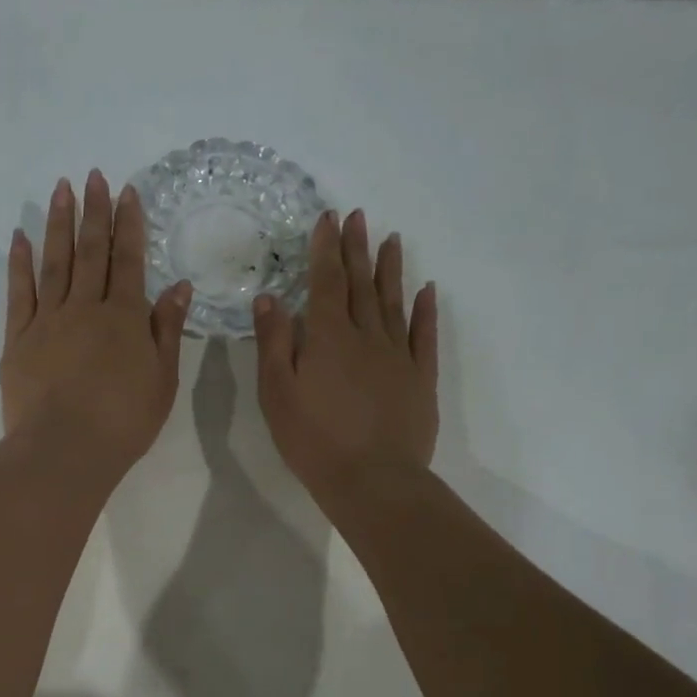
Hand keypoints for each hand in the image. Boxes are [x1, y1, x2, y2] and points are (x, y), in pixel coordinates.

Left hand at [1, 170, 191, 476]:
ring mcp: (48, 320)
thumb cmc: (123, 421)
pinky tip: (20, 237)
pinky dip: (20, 263)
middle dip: (93, 212)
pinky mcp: (19, 339)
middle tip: (93, 176)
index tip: (126, 192)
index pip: (129, 261)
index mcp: (124, 318)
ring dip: (59, 224)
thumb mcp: (162, 379)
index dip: (128, 225)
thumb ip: (167, 330)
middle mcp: (86, 308)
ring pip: (55, 262)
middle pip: (90, 252)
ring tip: (60, 190)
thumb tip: (179, 287)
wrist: (65, 448)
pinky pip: (20, 292)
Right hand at [255, 209, 437, 504]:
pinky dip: (425, 311)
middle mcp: (367, 337)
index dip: (326, 249)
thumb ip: (274, 343)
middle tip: (358, 216)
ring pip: (393, 303)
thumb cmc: (313, 439)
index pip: (326, 283)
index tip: (329, 218)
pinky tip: (427, 291)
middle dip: (357, 249)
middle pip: (361, 285)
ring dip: (391, 270)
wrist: (372, 479)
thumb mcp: (277, 393)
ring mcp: (398, 356)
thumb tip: (270, 299)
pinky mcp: (420, 379)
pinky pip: (424, 336)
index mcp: (328, 338)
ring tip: (392, 240)